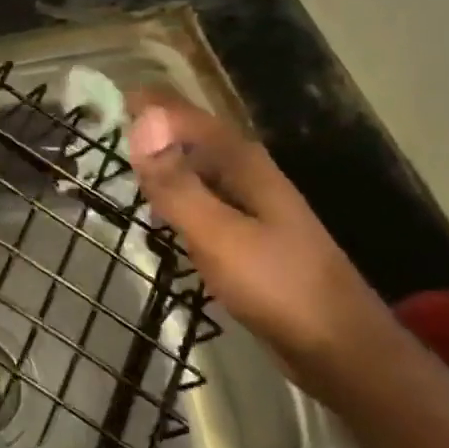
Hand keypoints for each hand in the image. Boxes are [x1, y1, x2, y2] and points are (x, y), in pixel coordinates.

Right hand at [125, 90, 394, 398]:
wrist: (343, 352)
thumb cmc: (278, 287)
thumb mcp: (218, 234)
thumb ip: (176, 183)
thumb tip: (140, 120)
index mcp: (242, 163)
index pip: (186, 116)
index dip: (149, 103)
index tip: (107, 96)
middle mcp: (247, 175)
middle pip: (191, 138)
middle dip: (152, 128)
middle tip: (105, 128)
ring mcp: (251, 207)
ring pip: (196, 170)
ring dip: (162, 163)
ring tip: (123, 164)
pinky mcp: (249, 238)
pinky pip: (202, 202)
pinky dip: (175, 197)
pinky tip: (159, 215)